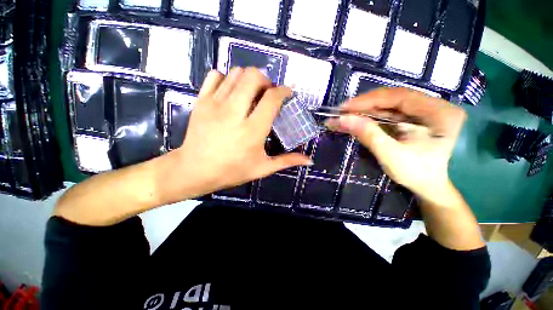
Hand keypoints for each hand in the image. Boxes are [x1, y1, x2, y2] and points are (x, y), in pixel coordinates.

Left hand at [158, 68, 310, 202]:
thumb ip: (287, 161)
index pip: (272, 98)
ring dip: (249, 79)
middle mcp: (235, 112)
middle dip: (266, 80)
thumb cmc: (231, 171)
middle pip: (254, 76)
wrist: (194, 170)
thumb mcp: (262, 168)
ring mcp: (215, 104)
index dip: (283, 90)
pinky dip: (227, 78)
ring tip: (251, 93)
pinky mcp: (201, 101)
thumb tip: (309, 160)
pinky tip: (231, 92)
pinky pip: (216, 75)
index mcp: (252, 130)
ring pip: (236, 73)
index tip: (287, 92)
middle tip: (267, 93)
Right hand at [326, 88, 465, 202]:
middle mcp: (434, 106)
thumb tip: (341, 119)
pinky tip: (357, 119)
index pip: (398, 97)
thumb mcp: (391, 155)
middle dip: (364, 105)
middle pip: (392, 99)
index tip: (343, 108)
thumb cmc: (418, 174)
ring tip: (345, 116)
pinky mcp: (414, 120)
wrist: (432, 187)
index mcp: (438, 112)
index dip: (368, 100)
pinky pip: (389, 114)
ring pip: (389, 106)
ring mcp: (424, 112)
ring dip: (365, 111)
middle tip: (341, 112)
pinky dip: (371, 117)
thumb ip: (367, 134)